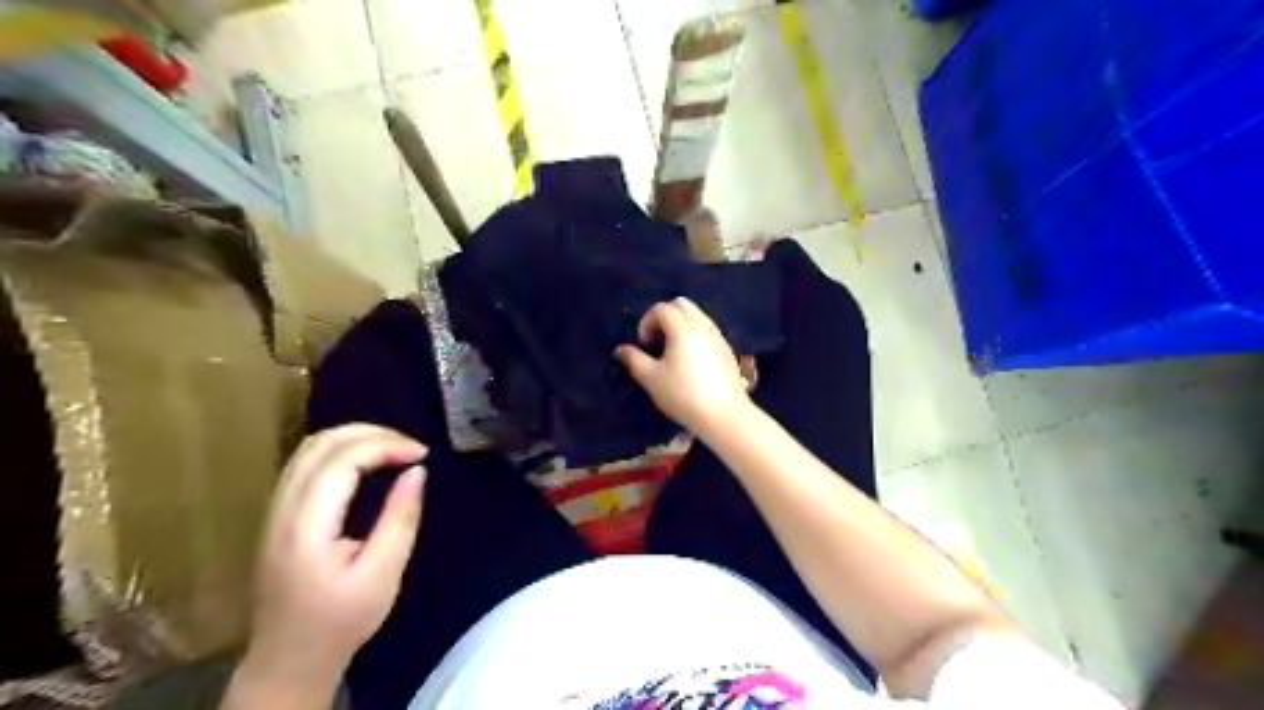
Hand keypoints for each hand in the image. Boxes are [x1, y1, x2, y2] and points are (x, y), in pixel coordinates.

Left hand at [234, 423, 431, 705]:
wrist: (288, 659)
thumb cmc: (340, 621)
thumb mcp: (383, 574)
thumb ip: (400, 518)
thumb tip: (418, 472)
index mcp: (306, 525)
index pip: (342, 459)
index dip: (386, 445)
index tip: (423, 454)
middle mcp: (283, 508)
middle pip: (321, 443)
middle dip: (373, 433)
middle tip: (412, 446)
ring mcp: (275, 509)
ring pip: (310, 448)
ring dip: (356, 437)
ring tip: (395, 448)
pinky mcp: (279, 514)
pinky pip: (307, 462)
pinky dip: (342, 450)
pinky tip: (368, 462)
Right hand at [617, 297, 754, 433]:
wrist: (723, 414)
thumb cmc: (683, 394)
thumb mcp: (651, 379)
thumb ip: (634, 359)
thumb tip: (620, 349)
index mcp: (683, 328)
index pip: (662, 308)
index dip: (646, 322)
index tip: (644, 344)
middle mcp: (703, 325)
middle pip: (682, 304)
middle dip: (664, 316)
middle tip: (656, 341)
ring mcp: (718, 336)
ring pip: (697, 316)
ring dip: (680, 325)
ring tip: (672, 352)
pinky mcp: (727, 350)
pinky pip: (707, 330)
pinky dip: (694, 335)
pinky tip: (690, 361)